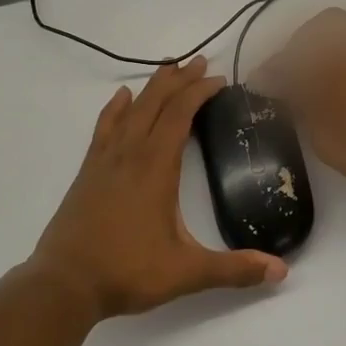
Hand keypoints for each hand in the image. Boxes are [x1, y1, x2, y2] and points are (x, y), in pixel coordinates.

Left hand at [32, 57, 288, 317]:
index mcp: (156, 167)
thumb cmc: (127, 272)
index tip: (220, 80)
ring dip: (151, 87)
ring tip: (168, 69)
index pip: (180, 114)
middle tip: (199, 62)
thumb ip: (234, 269)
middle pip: (155, 103)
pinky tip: (121, 97)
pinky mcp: (88, 172)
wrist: (64, 284)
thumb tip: (282, 271)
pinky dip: (115, 108)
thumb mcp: (186, 273)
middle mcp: (130, 154)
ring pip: (130, 109)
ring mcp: (104, 160)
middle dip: (179, 80)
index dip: (200, 92)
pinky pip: (104, 127)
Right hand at [259, 9, 345, 218]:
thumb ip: (300, 103)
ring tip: (339, 69)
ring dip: (345, 42)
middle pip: (326, 26)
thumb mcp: (325, 138)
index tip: (263, 83)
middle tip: (299, 73)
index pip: (293, 54)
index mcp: (336, 59)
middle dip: (307, 45)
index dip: (274, 68)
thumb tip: (278, 85)